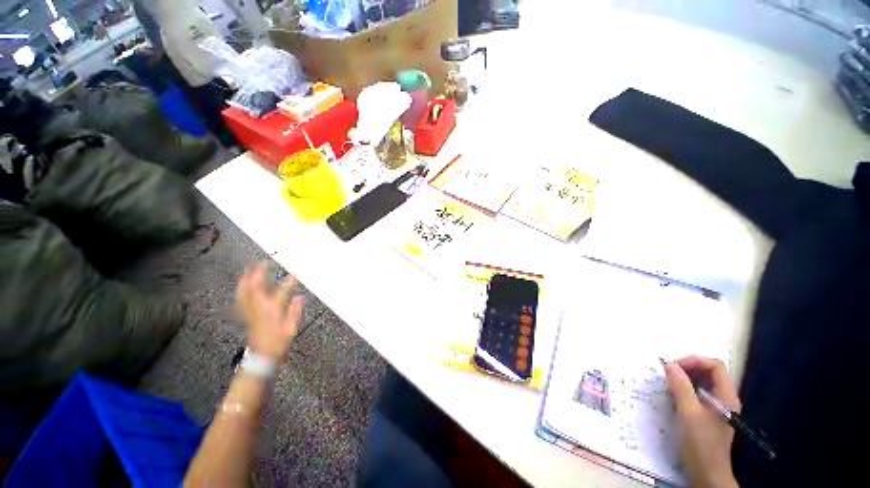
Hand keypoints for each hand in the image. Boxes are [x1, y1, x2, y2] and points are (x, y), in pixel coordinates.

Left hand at [237, 262, 304, 360]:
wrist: (260, 358)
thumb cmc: (278, 344)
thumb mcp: (291, 329)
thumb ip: (295, 312)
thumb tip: (299, 297)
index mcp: (272, 310)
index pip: (282, 291)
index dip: (289, 280)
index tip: (296, 272)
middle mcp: (259, 308)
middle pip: (257, 287)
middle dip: (260, 273)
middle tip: (264, 262)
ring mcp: (251, 312)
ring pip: (245, 292)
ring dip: (247, 279)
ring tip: (248, 269)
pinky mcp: (247, 316)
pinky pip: (242, 299)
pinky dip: (241, 290)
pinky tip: (242, 286)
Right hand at [664, 356, 739, 487]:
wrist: (706, 472)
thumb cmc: (700, 442)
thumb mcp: (688, 412)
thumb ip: (680, 386)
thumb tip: (669, 364)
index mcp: (726, 396)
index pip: (715, 365)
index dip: (694, 361)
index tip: (674, 367)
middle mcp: (725, 398)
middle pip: (709, 372)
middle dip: (688, 368)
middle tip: (668, 374)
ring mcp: (718, 407)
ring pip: (703, 383)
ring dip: (685, 379)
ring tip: (668, 384)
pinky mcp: (710, 414)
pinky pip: (699, 393)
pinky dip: (685, 390)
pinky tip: (673, 396)